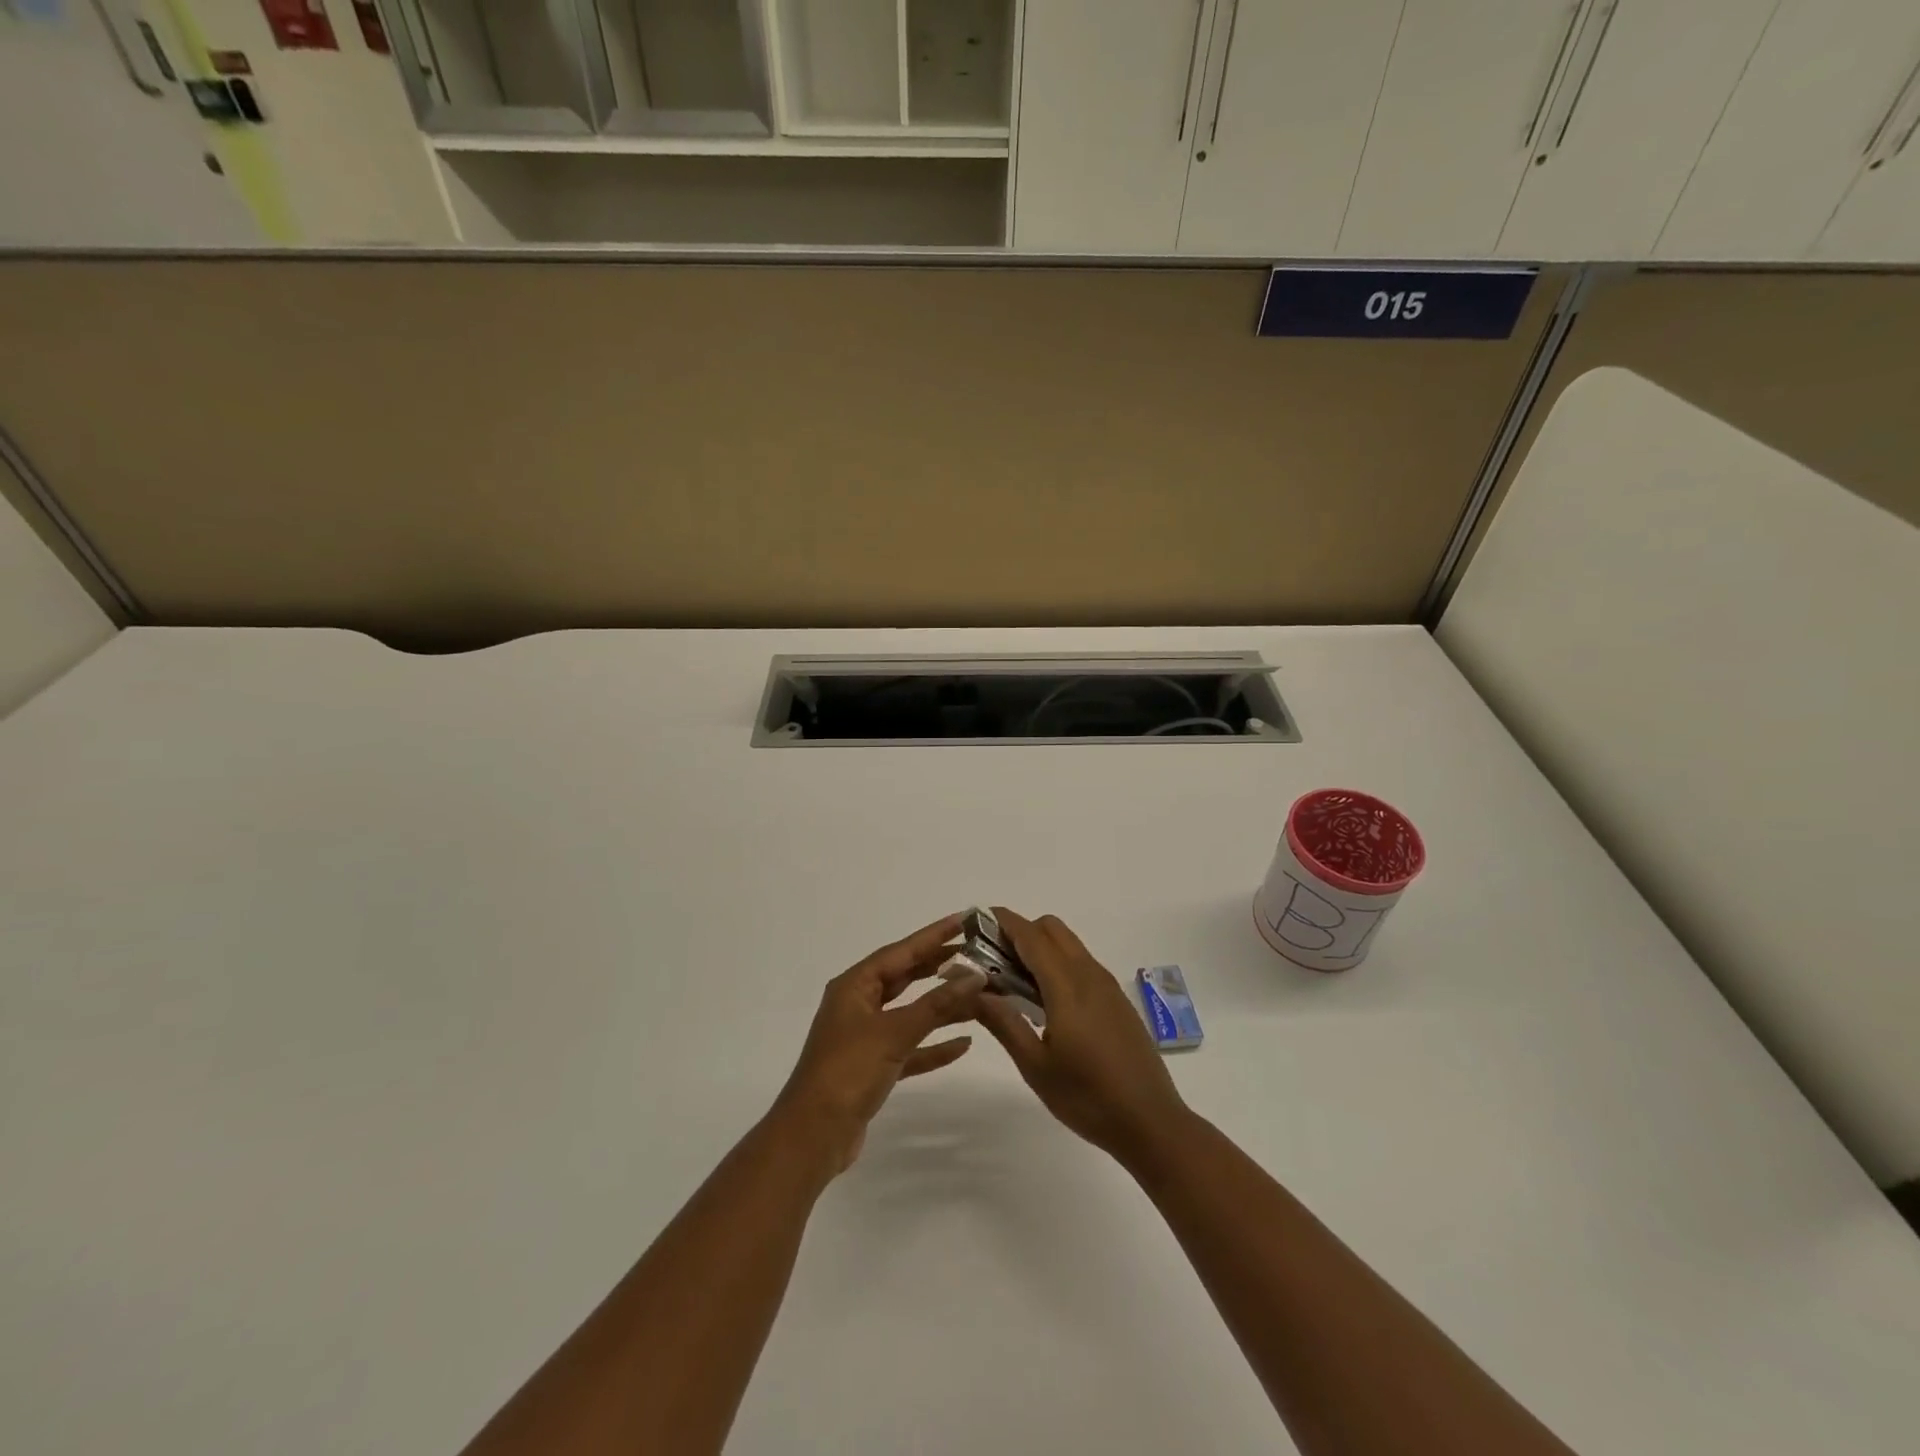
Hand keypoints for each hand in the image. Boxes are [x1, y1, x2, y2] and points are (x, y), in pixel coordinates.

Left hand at [773, 913, 985, 1174]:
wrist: (813, 1137)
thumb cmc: (848, 1072)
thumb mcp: (894, 1033)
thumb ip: (936, 1005)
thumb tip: (975, 975)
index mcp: (854, 986)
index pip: (901, 951)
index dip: (933, 935)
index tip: (965, 920)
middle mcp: (859, 1005)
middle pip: (905, 977)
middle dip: (940, 966)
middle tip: (977, 953)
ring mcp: (865, 1037)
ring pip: (911, 1012)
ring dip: (942, 1006)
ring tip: (979, 995)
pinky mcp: (874, 1067)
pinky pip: (910, 1047)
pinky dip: (934, 1044)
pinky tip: (963, 1044)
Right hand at [972, 909, 1190, 1163]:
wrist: (1151, 1123)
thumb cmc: (1087, 1098)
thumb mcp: (1036, 1066)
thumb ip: (1004, 1022)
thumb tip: (973, 990)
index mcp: (1067, 987)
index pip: (1031, 936)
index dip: (1003, 922)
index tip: (977, 922)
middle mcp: (1089, 975)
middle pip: (1052, 929)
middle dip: (1021, 932)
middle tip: (994, 960)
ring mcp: (1107, 986)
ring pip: (1069, 944)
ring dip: (1040, 948)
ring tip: (1014, 982)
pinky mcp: (1117, 1000)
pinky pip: (1082, 963)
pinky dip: (1058, 964)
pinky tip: (1046, 1002)